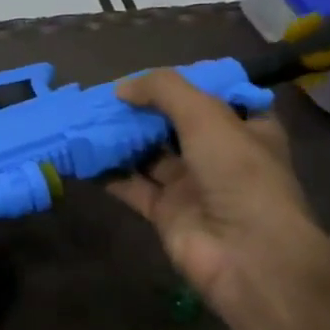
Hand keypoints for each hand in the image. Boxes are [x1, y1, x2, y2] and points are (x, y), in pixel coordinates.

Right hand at [106, 70, 329, 322]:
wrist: (247, 255)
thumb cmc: (239, 174)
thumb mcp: (207, 116)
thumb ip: (163, 90)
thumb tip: (121, 88)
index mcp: (246, 128)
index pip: (214, 96)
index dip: (183, 83)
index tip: (148, 74)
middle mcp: (219, 154)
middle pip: (174, 124)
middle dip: (142, 109)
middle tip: (104, 95)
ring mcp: (191, 185)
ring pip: (149, 154)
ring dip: (121, 138)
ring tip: (85, 118)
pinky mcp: (165, 212)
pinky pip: (131, 186)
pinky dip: (108, 172)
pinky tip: (82, 155)